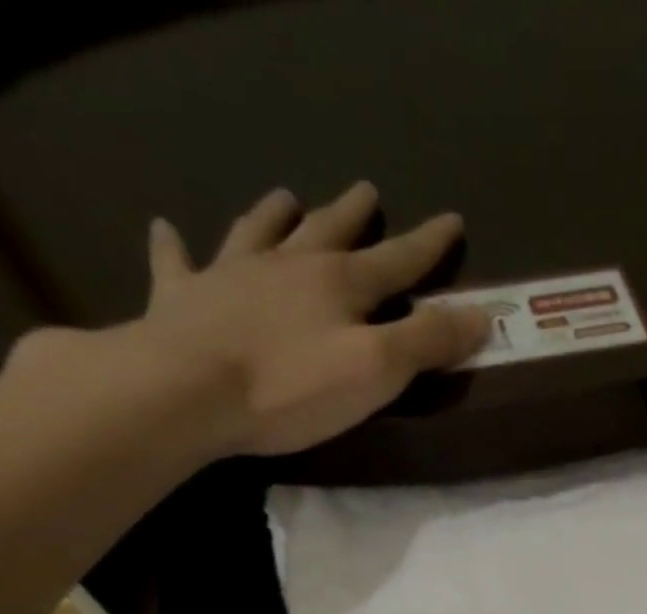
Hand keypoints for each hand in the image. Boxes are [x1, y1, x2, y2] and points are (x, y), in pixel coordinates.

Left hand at [127, 182, 488, 456]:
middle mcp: (286, 266)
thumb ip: (428, 341)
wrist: (187, 390)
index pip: (397, 260)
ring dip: (274, 215)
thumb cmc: (293, 386)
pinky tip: (166, 229)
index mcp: (339, 284)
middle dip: (353, 215)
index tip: (452, 220)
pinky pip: (179, 264)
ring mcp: (229, 276)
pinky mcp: (182, 299)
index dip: (428, 244)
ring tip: (284, 196)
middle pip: (327, 232)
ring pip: (257, 233)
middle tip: (366, 190)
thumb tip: (480, 315)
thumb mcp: (378, 369)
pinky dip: (174, 246)